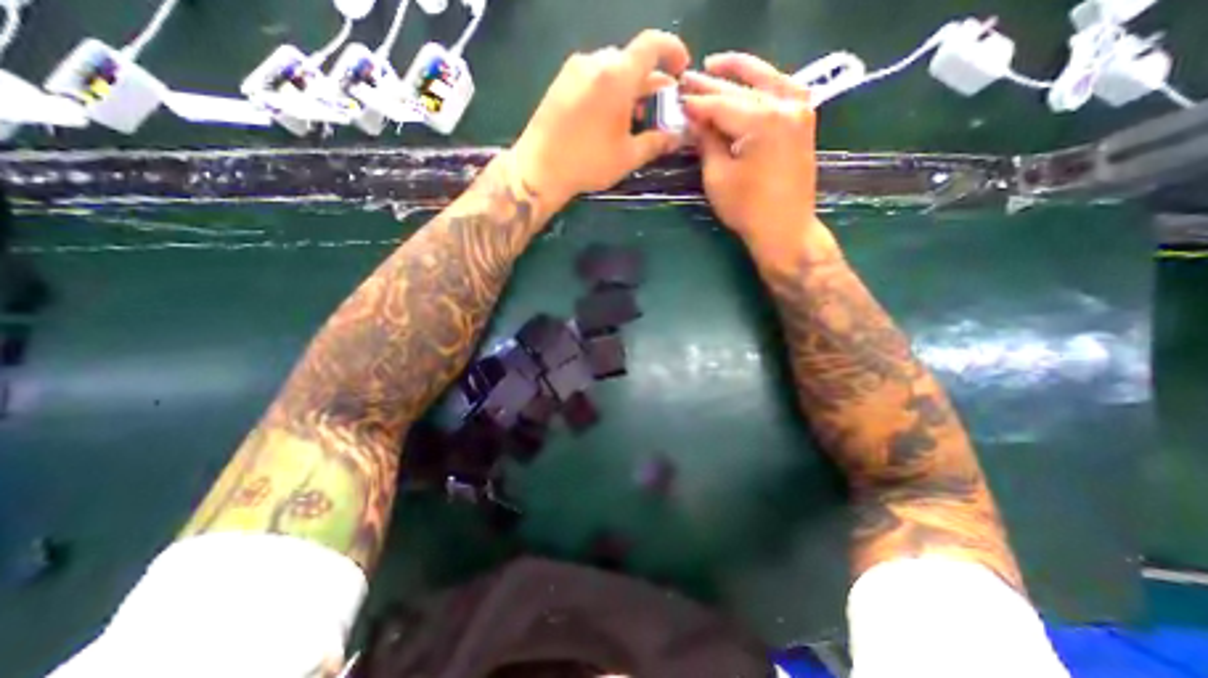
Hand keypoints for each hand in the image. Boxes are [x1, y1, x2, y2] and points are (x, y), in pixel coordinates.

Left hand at [508, 30, 693, 208]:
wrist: (540, 168)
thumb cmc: (588, 162)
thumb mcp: (628, 156)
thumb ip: (657, 142)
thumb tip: (679, 136)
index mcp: (617, 75)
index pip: (652, 44)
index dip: (672, 50)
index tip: (680, 69)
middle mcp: (596, 61)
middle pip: (631, 59)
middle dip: (649, 79)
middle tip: (656, 106)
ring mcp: (574, 69)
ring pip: (611, 67)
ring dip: (628, 86)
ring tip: (632, 115)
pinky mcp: (560, 81)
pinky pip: (592, 75)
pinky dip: (608, 88)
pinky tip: (607, 116)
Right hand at [674, 53, 835, 256]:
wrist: (785, 228)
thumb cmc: (747, 209)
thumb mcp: (717, 176)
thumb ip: (707, 142)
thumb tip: (694, 120)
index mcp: (762, 121)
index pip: (720, 104)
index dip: (696, 102)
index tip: (676, 98)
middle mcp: (785, 105)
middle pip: (741, 90)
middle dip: (711, 85)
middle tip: (687, 79)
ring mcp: (800, 110)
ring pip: (764, 81)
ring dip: (739, 72)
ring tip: (714, 65)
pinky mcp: (803, 121)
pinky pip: (782, 90)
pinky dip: (764, 82)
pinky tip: (749, 80)